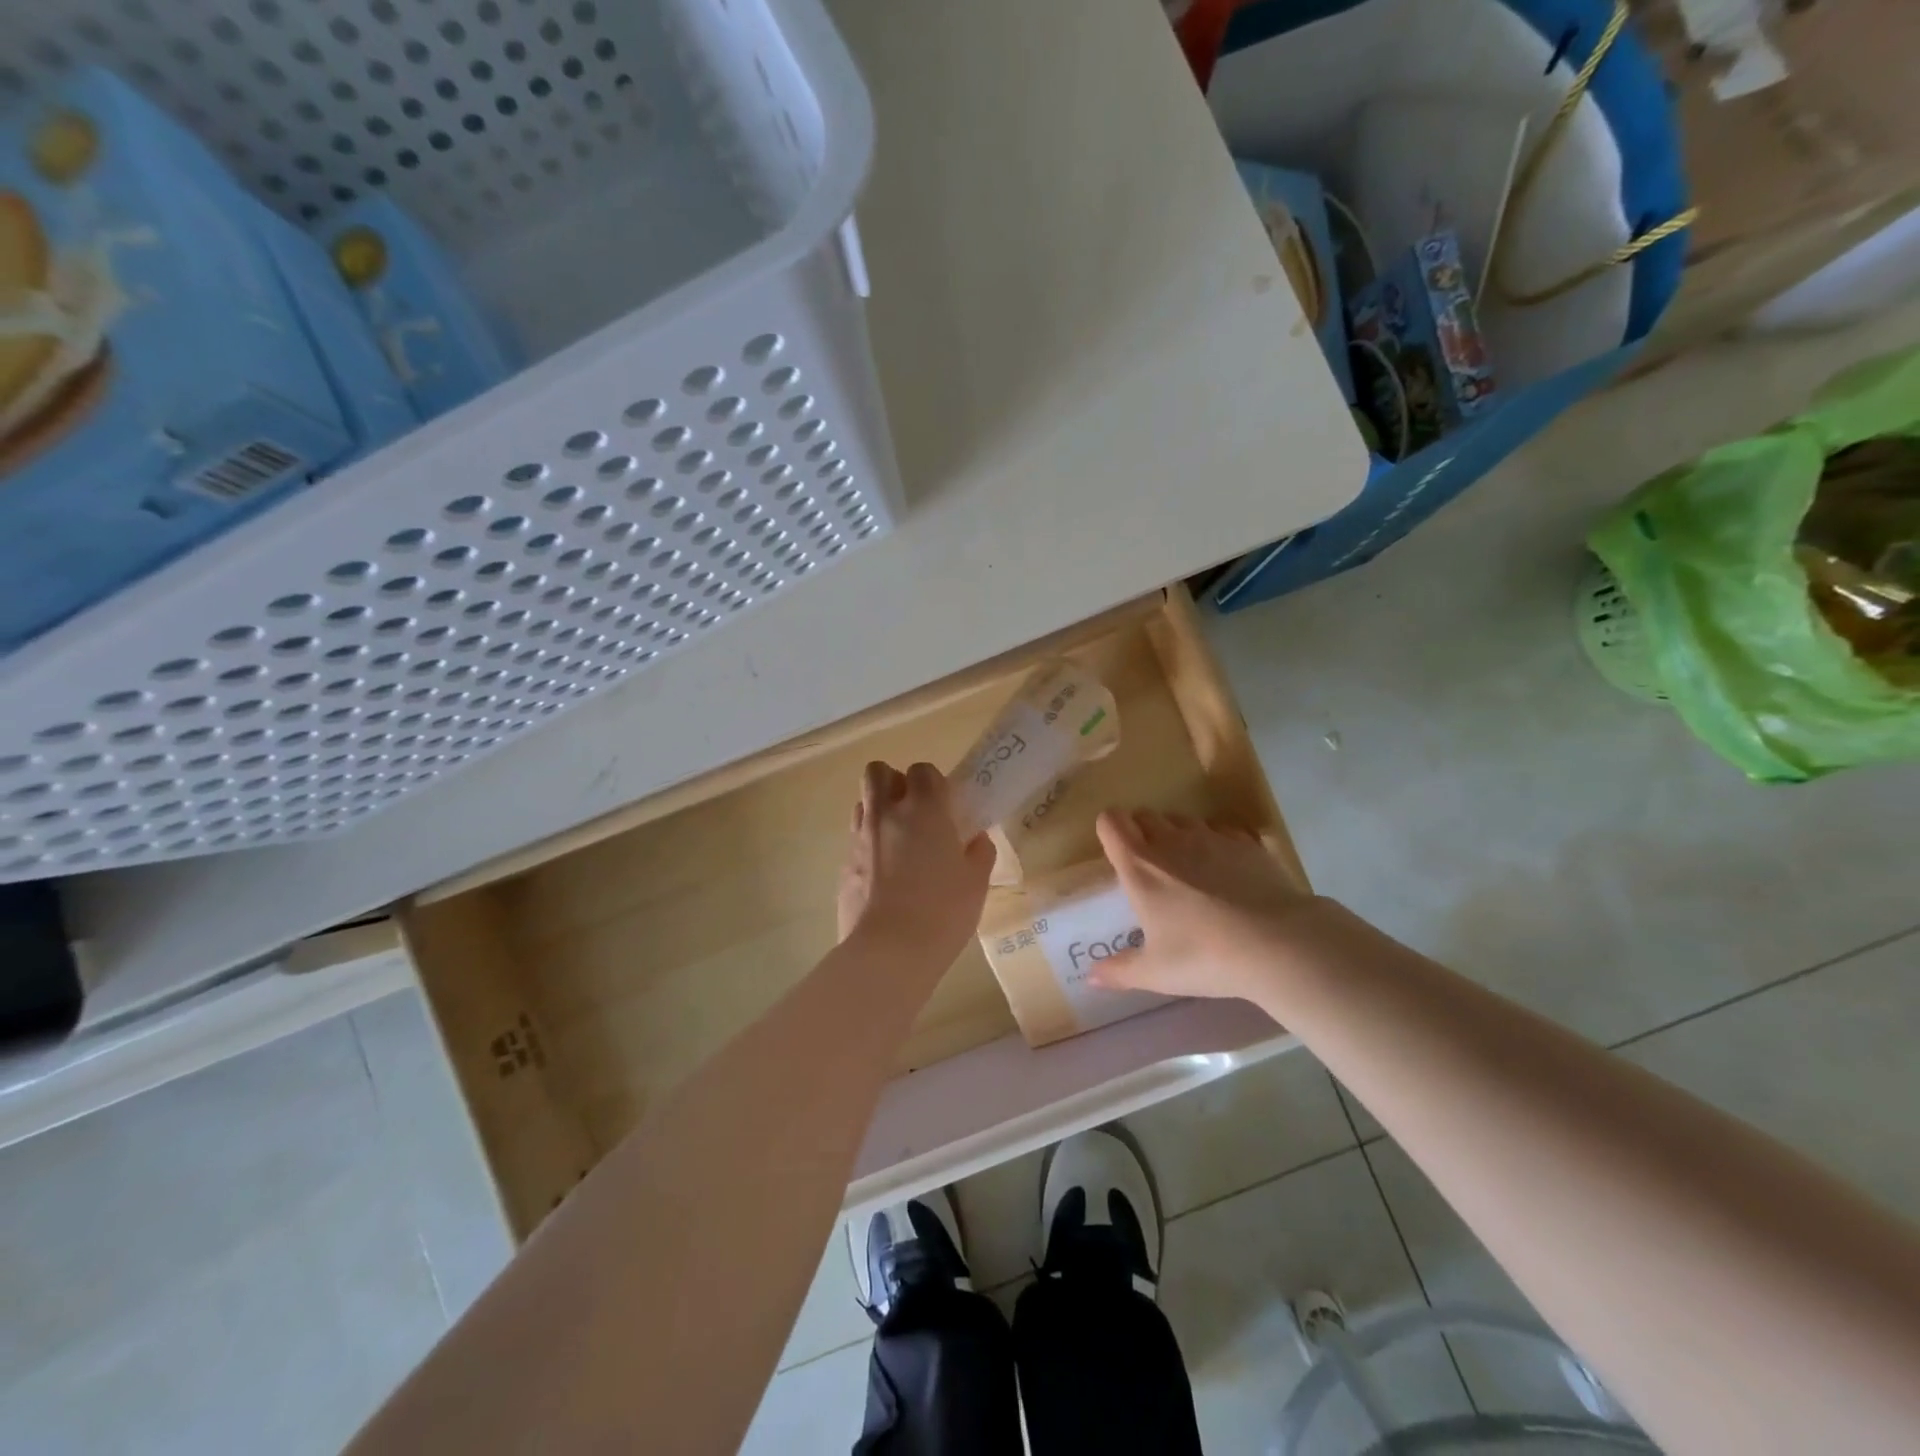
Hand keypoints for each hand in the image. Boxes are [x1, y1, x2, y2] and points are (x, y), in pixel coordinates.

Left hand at [837, 762, 995, 965]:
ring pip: (863, 804)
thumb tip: (975, 839)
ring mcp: (860, 839)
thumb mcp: (976, 883)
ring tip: (898, 842)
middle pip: (877, 772)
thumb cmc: (942, 911)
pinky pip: (856, 841)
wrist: (888, 951)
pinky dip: (869, 847)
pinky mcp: (844, 866)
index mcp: (923, 810)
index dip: (933, 782)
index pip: (922, 770)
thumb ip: (978, 853)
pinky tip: (885, 877)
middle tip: (914, 811)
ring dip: (879, 812)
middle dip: (894, 782)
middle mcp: (886, 814)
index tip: (944, 805)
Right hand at [1088, 810, 1325, 1001]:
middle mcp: (1171, 841)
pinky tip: (1227, 869)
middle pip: (1145, 815)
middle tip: (1150, 865)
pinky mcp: (1246, 843)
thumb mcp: (1156, 972)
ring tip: (1189, 867)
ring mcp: (1211, 837)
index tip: (1117, 853)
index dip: (1110, 831)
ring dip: (1178, 834)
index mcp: (1140, 866)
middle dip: (1141, 831)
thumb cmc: (1204, 956)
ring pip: (1183, 819)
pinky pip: (1221, 829)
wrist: (1277, 944)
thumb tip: (1091, 977)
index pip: (1110, 822)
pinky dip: (1217, 842)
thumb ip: (1119, 971)